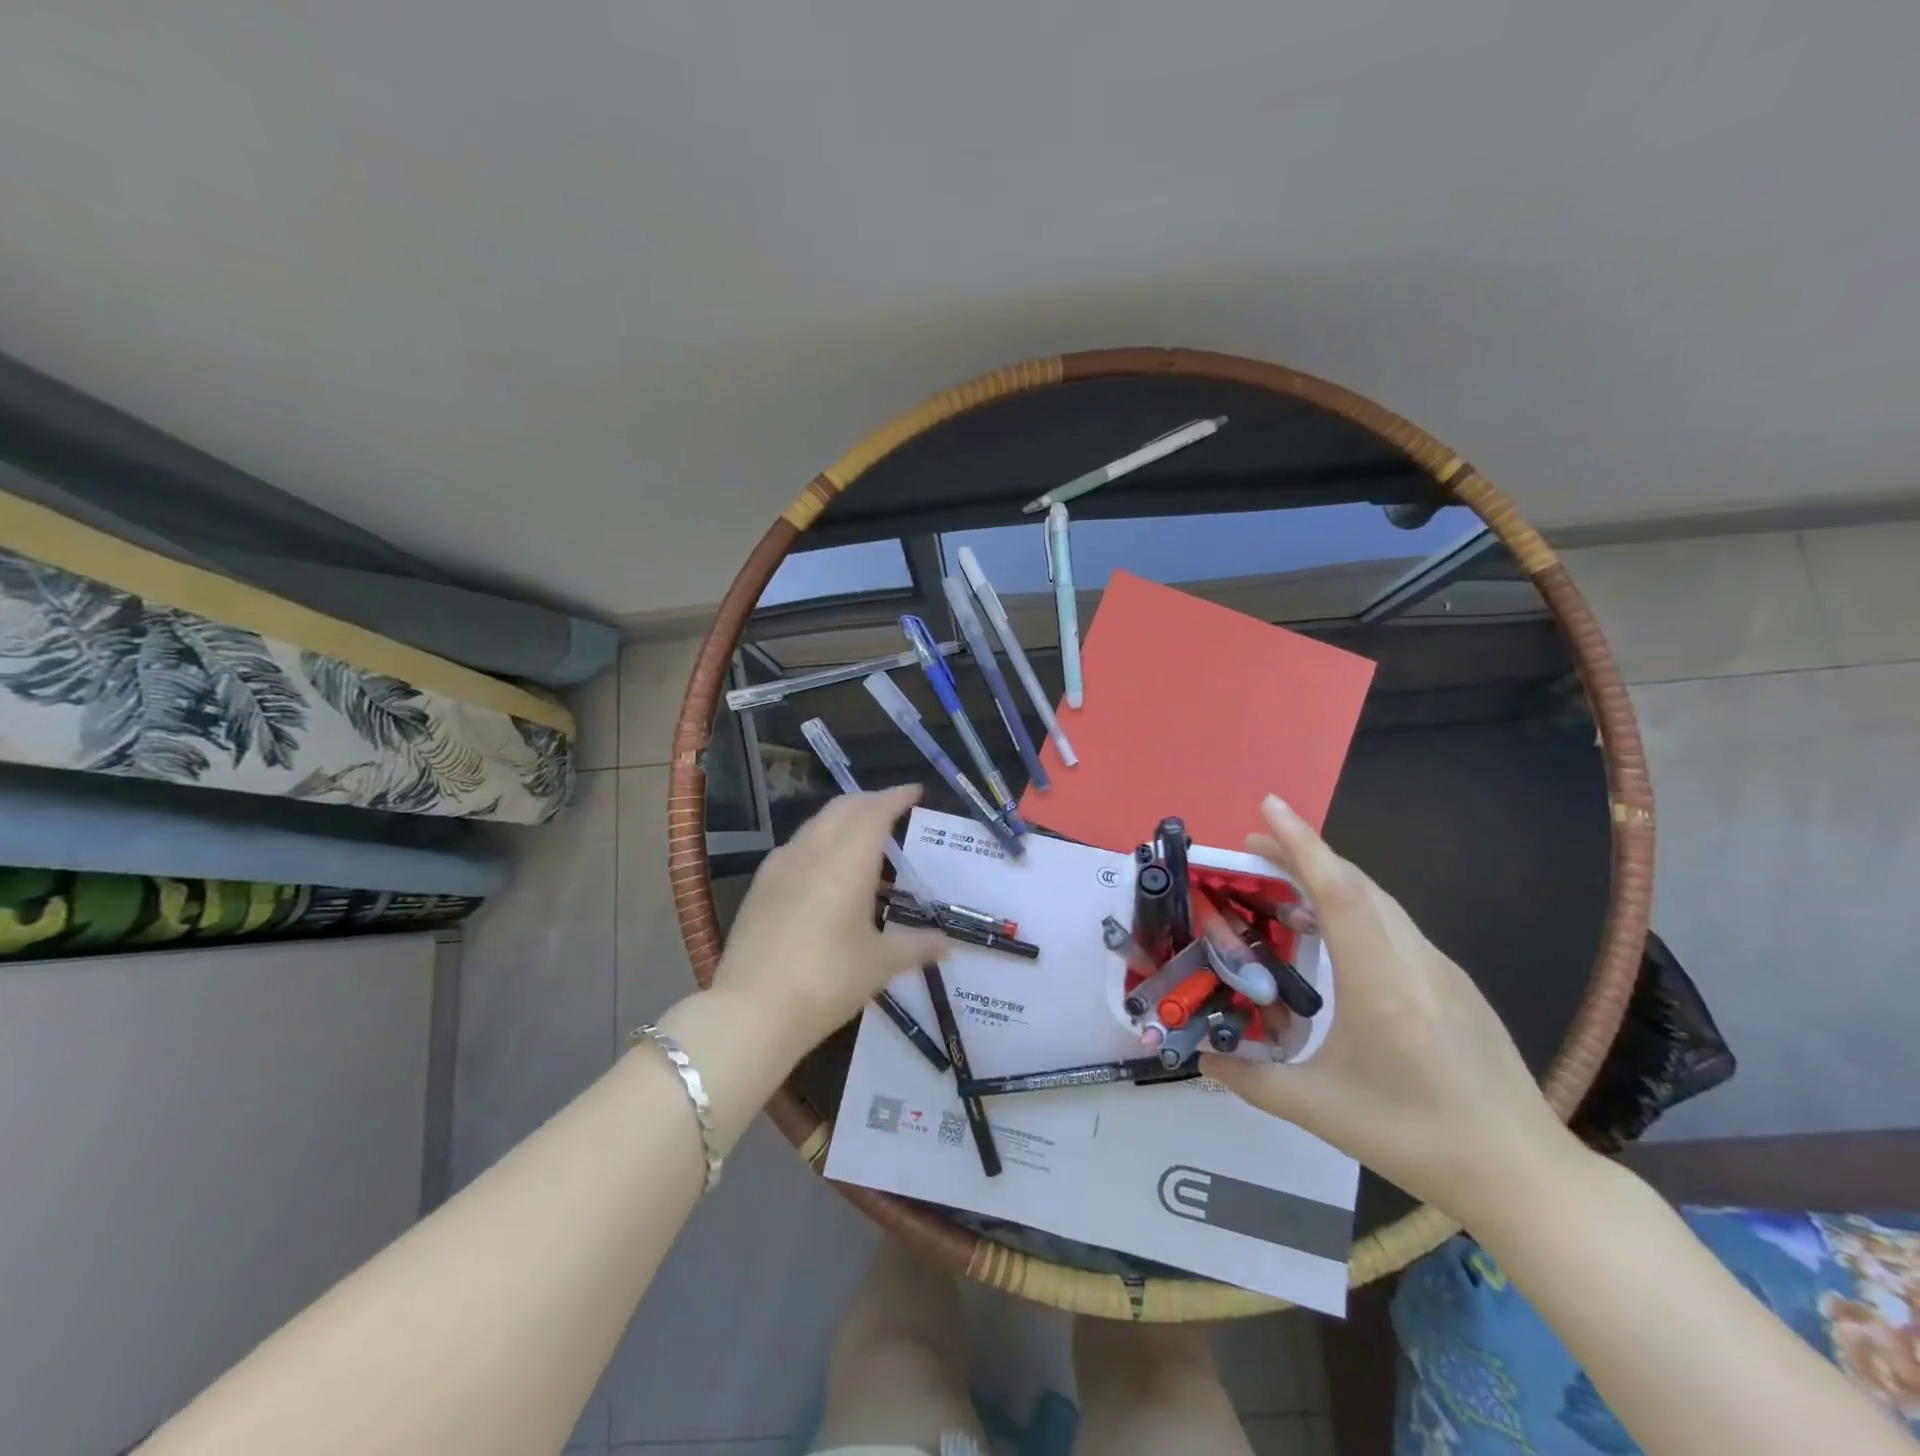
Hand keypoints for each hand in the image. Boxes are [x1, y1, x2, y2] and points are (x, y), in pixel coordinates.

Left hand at [707, 785, 948, 1059]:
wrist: (751, 1011)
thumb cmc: (826, 982)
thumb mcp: (879, 965)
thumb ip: (916, 947)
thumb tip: (947, 945)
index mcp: (847, 862)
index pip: (875, 812)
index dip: (896, 797)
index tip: (915, 791)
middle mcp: (813, 852)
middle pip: (843, 808)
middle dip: (870, 800)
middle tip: (893, 806)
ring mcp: (780, 866)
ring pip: (816, 823)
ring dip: (842, 817)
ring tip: (862, 832)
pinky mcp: (760, 885)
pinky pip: (795, 845)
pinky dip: (818, 839)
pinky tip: (822, 864)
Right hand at [1202, 795, 1581, 1225]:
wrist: (1525, 1176)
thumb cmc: (1416, 1140)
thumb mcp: (1320, 1111)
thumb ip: (1251, 1080)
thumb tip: (1202, 1058)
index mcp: (1381, 984)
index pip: (1338, 891)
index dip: (1301, 843)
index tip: (1269, 806)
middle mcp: (1414, 961)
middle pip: (1357, 884)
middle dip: (1304, 852)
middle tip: (1254, 846)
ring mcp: (1441, 970)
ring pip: (1380, 901)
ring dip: (1330, 877)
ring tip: (1283, 881)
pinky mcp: (1455, 984)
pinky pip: (1396, 925)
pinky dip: (1356, 906)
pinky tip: (1334, 933)